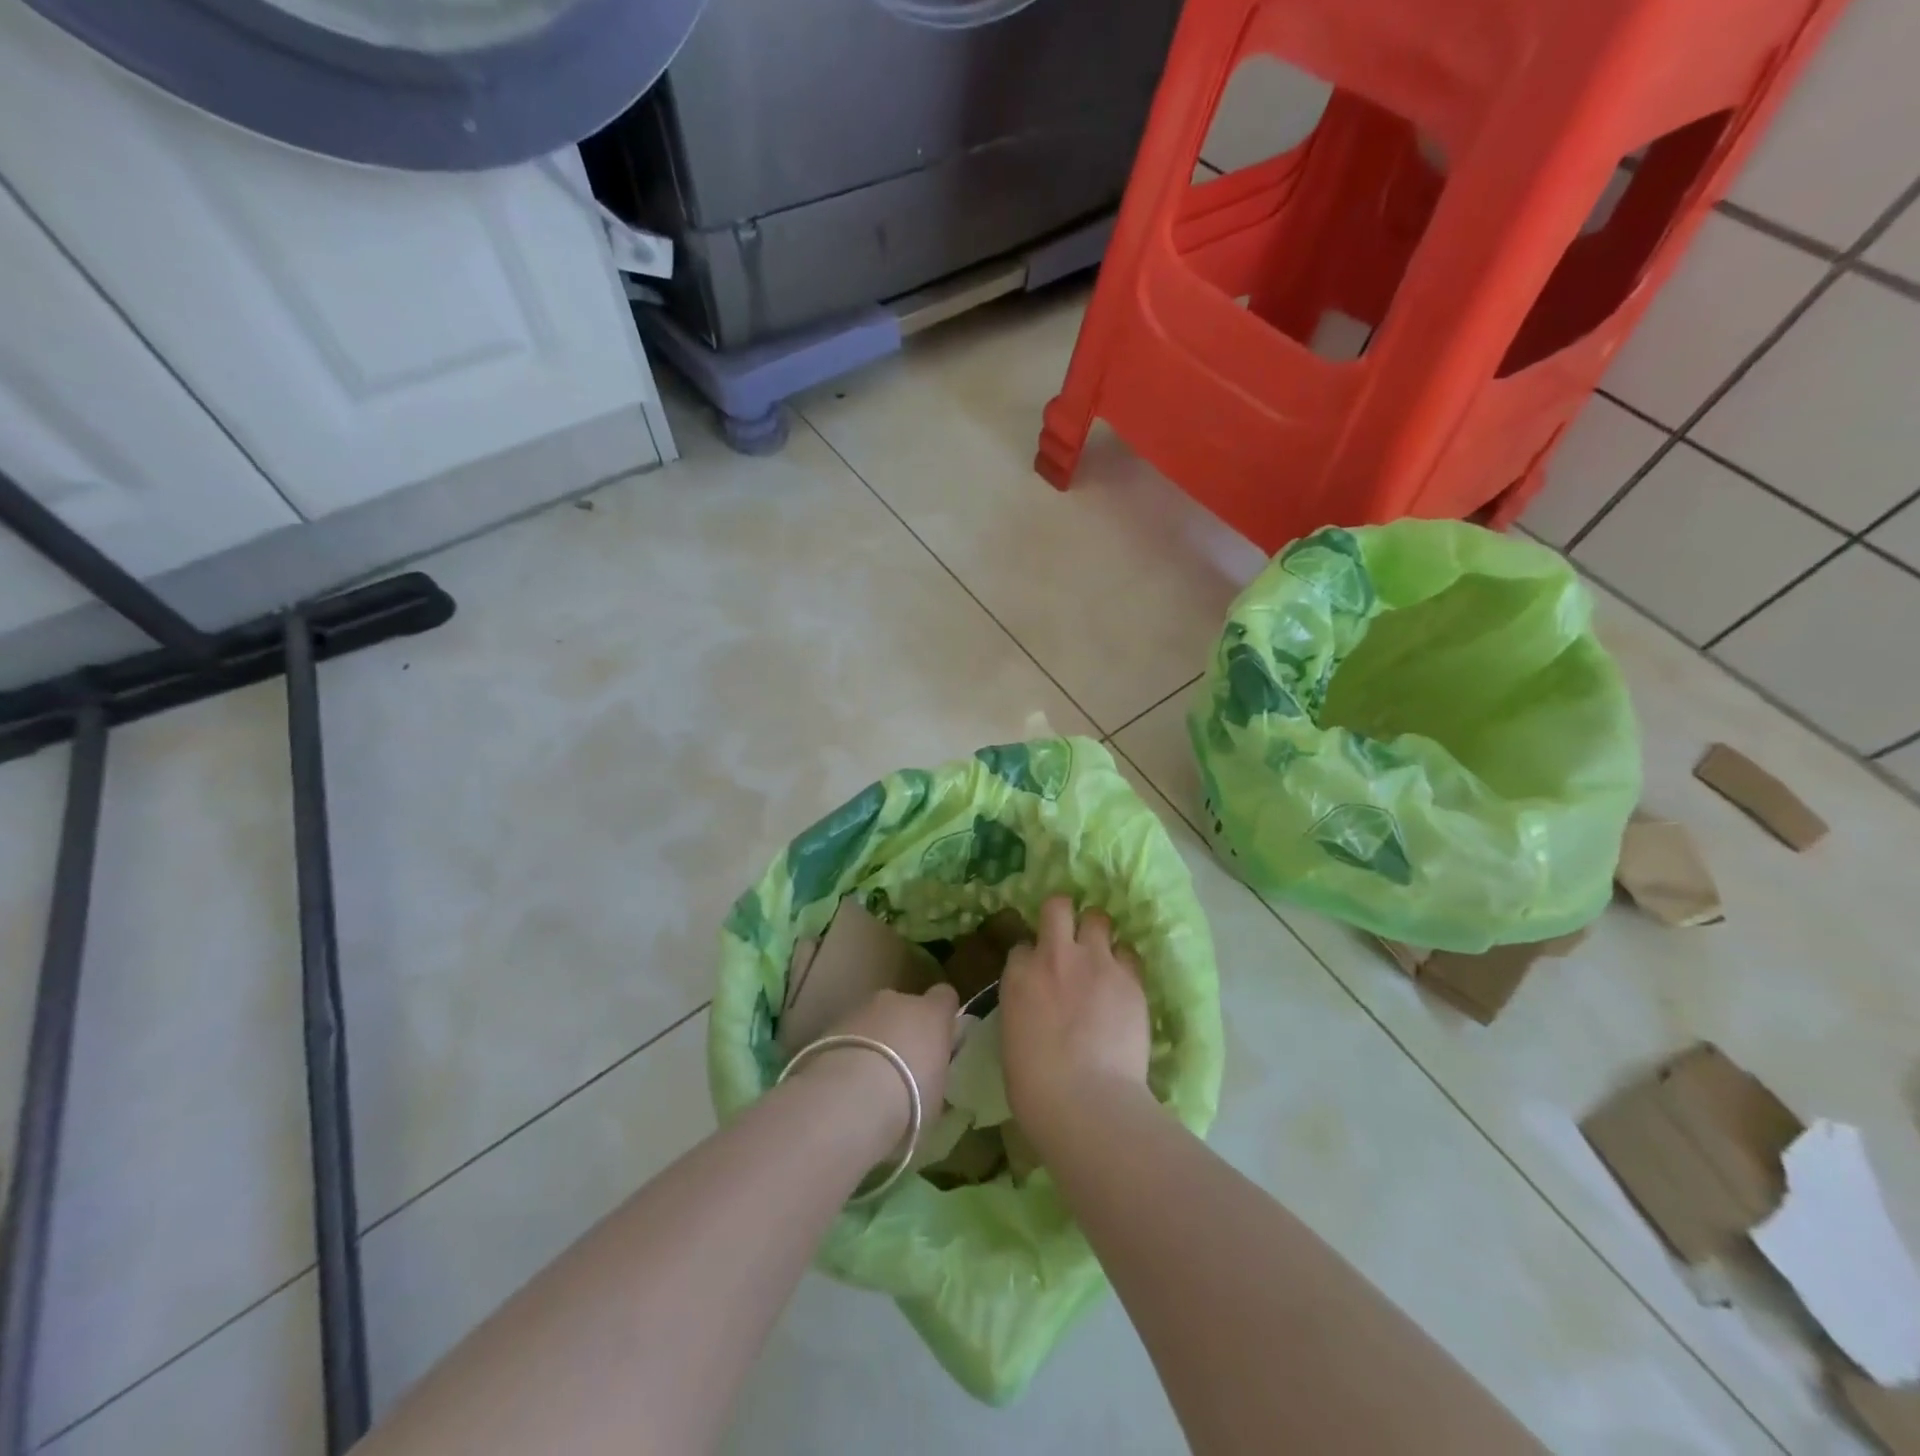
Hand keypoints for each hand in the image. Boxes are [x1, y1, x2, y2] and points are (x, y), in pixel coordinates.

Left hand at [803, 984, 959, 1153]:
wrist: (850, 1100)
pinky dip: (850, 1050)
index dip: (942, 1016)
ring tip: (867, 1080)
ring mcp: (861, 1008)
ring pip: (873, 1019)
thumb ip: (935, 1072)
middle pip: (905, 1007)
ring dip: (874, 1040)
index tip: (939, 1040)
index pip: (945, 997)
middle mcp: (898, 1001)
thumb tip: (931, 1072)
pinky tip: (845, 1082)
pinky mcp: (831, 1024)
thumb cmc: (909, 1100)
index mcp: (932, 1013)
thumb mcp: (937, 1094)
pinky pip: (849, 1034)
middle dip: (904, 1030)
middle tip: (901, 1067)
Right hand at [1000, 896, 1149, 1141]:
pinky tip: (1124, 984)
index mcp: (1019, 974)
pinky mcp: (1130, 978)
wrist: (1087, 1101)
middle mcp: (1056, 956)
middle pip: (1058, 907)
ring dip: (1097, 934)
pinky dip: (1125, 964)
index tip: (1038, 973)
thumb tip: (1037, 1006)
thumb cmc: (1036, 1086)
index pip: (1022, 945)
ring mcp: (1096, 962)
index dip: (1031, 957)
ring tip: (1101, 956)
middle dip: (1063, 916)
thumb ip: (1024, 1006)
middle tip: (1070, 939)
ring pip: (1098, 918)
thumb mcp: (1013, 1036)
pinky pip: (1129, 953)